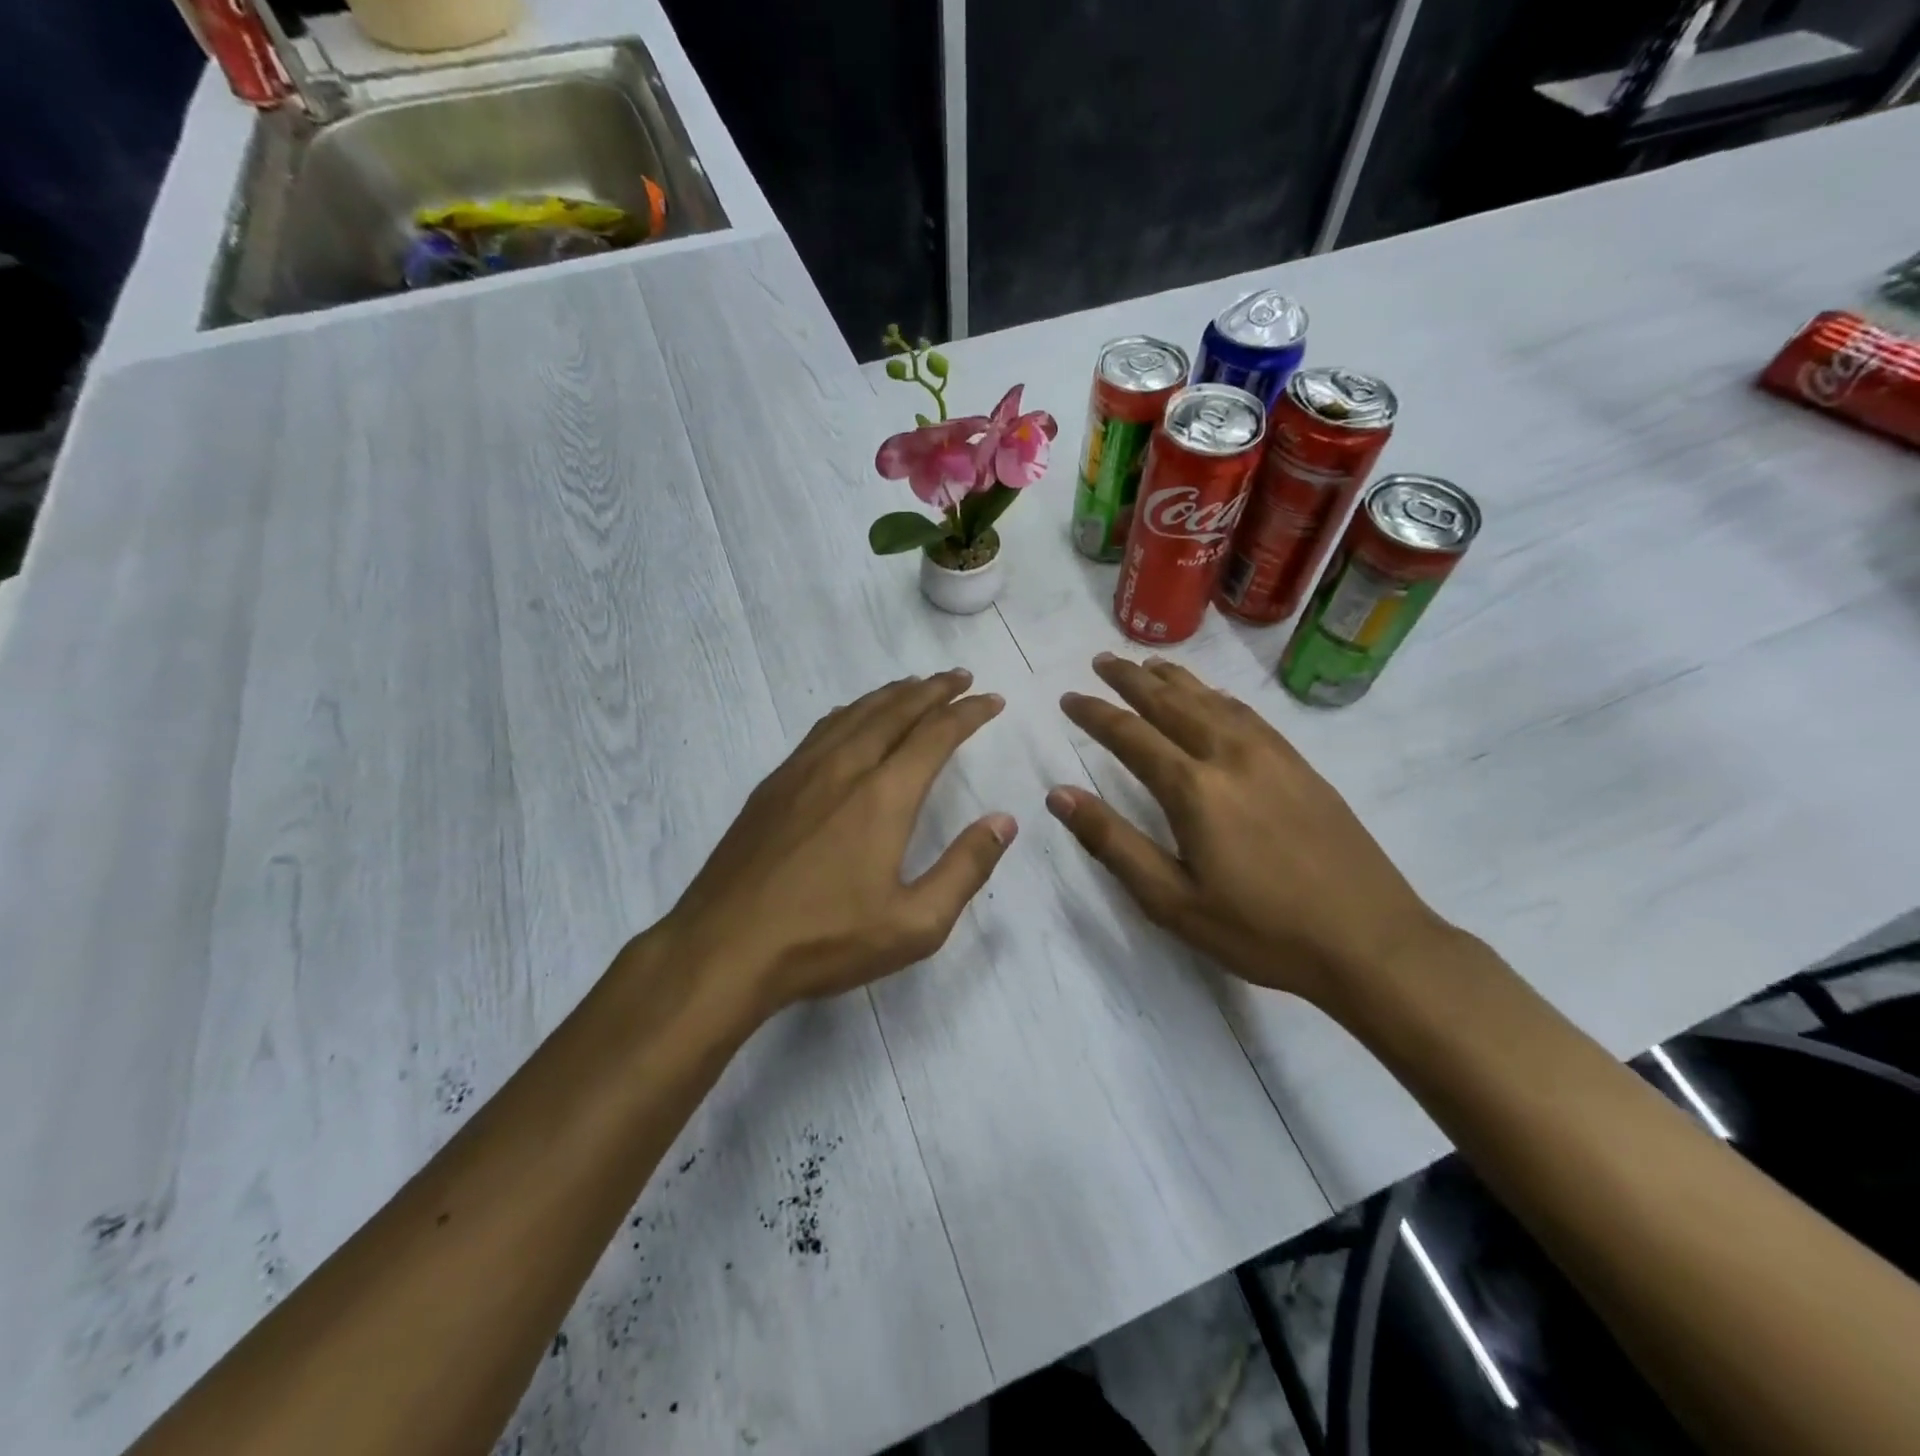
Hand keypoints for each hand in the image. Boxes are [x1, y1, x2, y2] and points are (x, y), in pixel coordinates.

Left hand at [656, 669, 1015, 1018]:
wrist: (724, 948)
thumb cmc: (825, 940)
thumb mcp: (914, 924)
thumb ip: (965, 869)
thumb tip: (1004, 821)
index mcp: (883, 796)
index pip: (936, 734)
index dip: (968, 713)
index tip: (993, 700)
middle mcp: (844, 768)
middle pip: (895, 710)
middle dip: (933, 689)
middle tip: (961, 677)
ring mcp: (802, 771)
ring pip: (855, 713)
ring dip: (892, 694)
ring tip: (916, 686)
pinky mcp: (773, 784)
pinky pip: (822, 729)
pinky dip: (851, 711)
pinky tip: (853, 717)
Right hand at [1048, 653, 1451, 1012]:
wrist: (1371, 941)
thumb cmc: (1260, 930)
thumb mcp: (1172, 901)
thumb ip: (1113, 843)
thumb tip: (1059, 795)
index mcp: (1194, 788)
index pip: (1131, 735)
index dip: (1095, 714)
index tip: (1069, 697)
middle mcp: (1230, 755)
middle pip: (1171, 702)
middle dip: (1131, 679)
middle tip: (1101, 660)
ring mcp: (1272, 756)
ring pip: (1212, 701)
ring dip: (1175, 679)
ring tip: (1148, 665)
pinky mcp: (1301, 766)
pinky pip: (1248, 714)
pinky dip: (1217, 696)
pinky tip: (1213, 698)